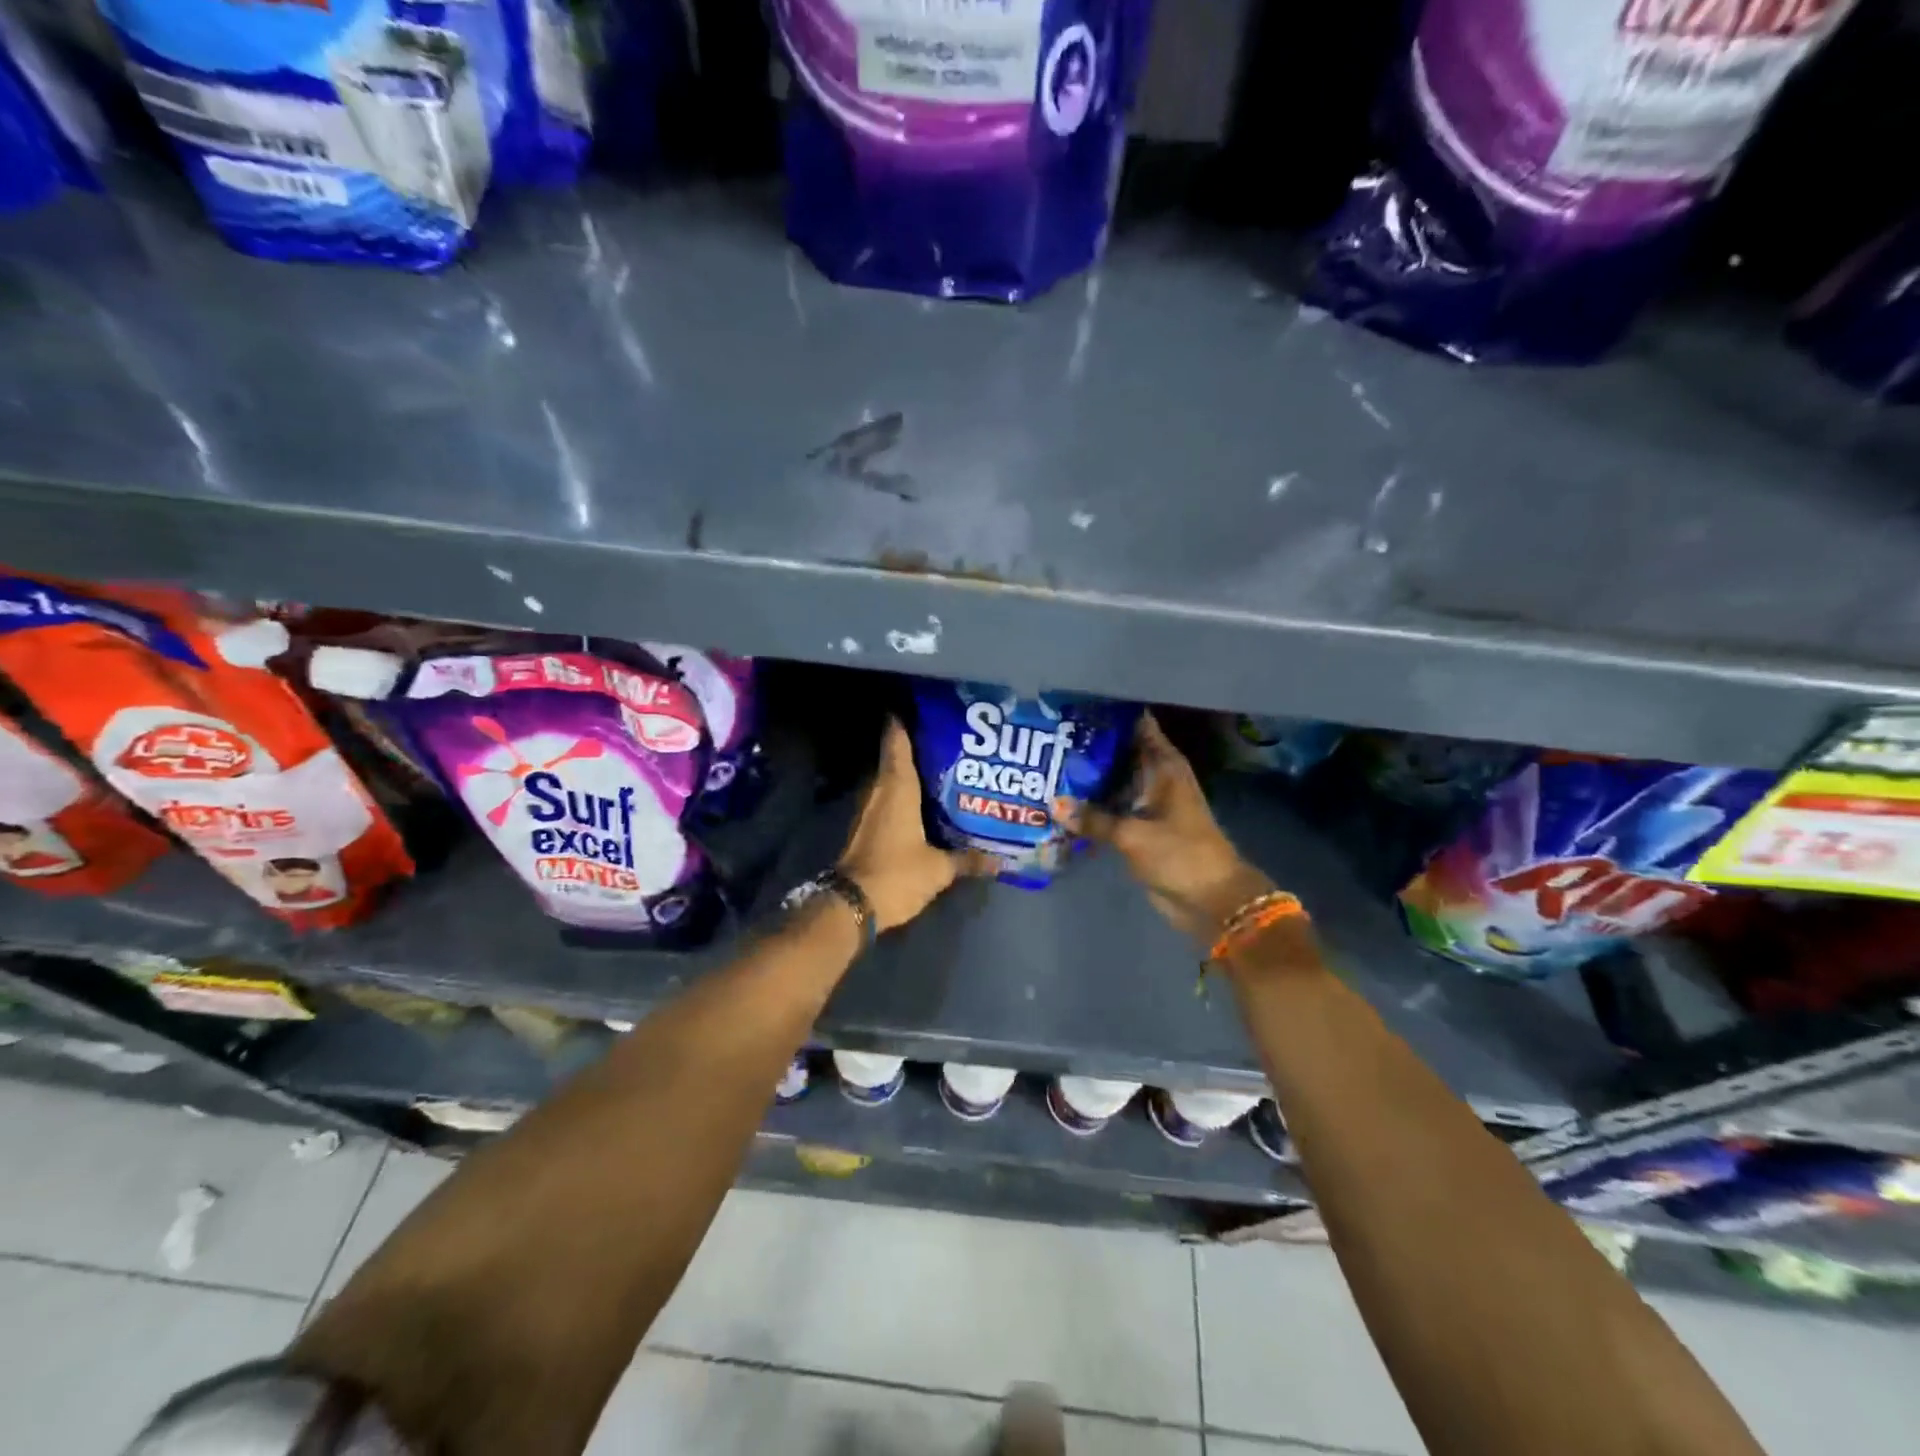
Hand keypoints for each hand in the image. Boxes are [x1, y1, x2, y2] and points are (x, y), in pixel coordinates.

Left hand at [839, 718, 992, 931]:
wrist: (852, 906)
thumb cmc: (896, 875)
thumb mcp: (939, 870)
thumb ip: (968, 860)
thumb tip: (1001, 860)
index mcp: (897, 788)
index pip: (897, 742)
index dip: (904, 722)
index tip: (921, 708)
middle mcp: (880, 792)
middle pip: (895, 758)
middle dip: (917, 747)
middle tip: (948, 740)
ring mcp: (869, 811)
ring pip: (891, 781)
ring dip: (910, 773)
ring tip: (943, 769)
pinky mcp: (867, 829)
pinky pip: (888, 801)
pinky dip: (904, 796)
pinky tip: (926, 804)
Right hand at [1074, 712, 1275, 946]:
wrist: (1211, 900)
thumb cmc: (1181, 854)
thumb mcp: (1134, 834)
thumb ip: (1094, 819)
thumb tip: (1053, 804)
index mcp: (1164, 766)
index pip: (1139, 726)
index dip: (1111, 714)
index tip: (1077, 705)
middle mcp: (1156, 778)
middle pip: (1121, 752)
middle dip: (1091, 745)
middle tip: (1051, 735)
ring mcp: (1148, 803)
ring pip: (1114, 780)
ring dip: (1089, 776)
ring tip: (1048, 763)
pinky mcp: (1140, 828)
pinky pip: (1112, 808)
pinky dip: (1093, 804)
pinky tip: (1062, 801)